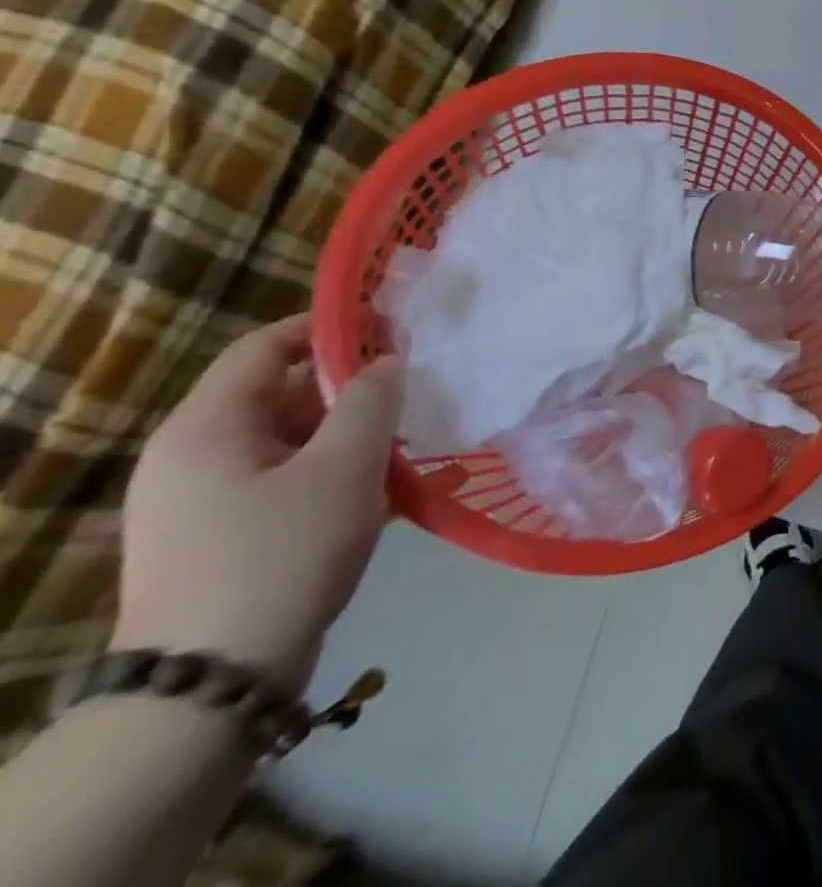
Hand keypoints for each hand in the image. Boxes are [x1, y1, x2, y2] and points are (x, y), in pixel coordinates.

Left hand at [112, 316, 402, 692]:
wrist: (210, 689)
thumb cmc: (279, 555)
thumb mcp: (343, 467)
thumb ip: (372, 400)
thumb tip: (387, 362)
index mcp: (207, 428)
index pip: (265, 347)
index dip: (330, 328)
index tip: (395, 328)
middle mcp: (198, 457)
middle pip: (286, 396)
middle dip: (359, 391)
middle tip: (424, 390)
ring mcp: (212, 503)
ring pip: (301, 444)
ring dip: (364, 438)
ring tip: (428, 442)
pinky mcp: (233, 540)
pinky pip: (299, 486)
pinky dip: (350, 478)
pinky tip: (414, 490)